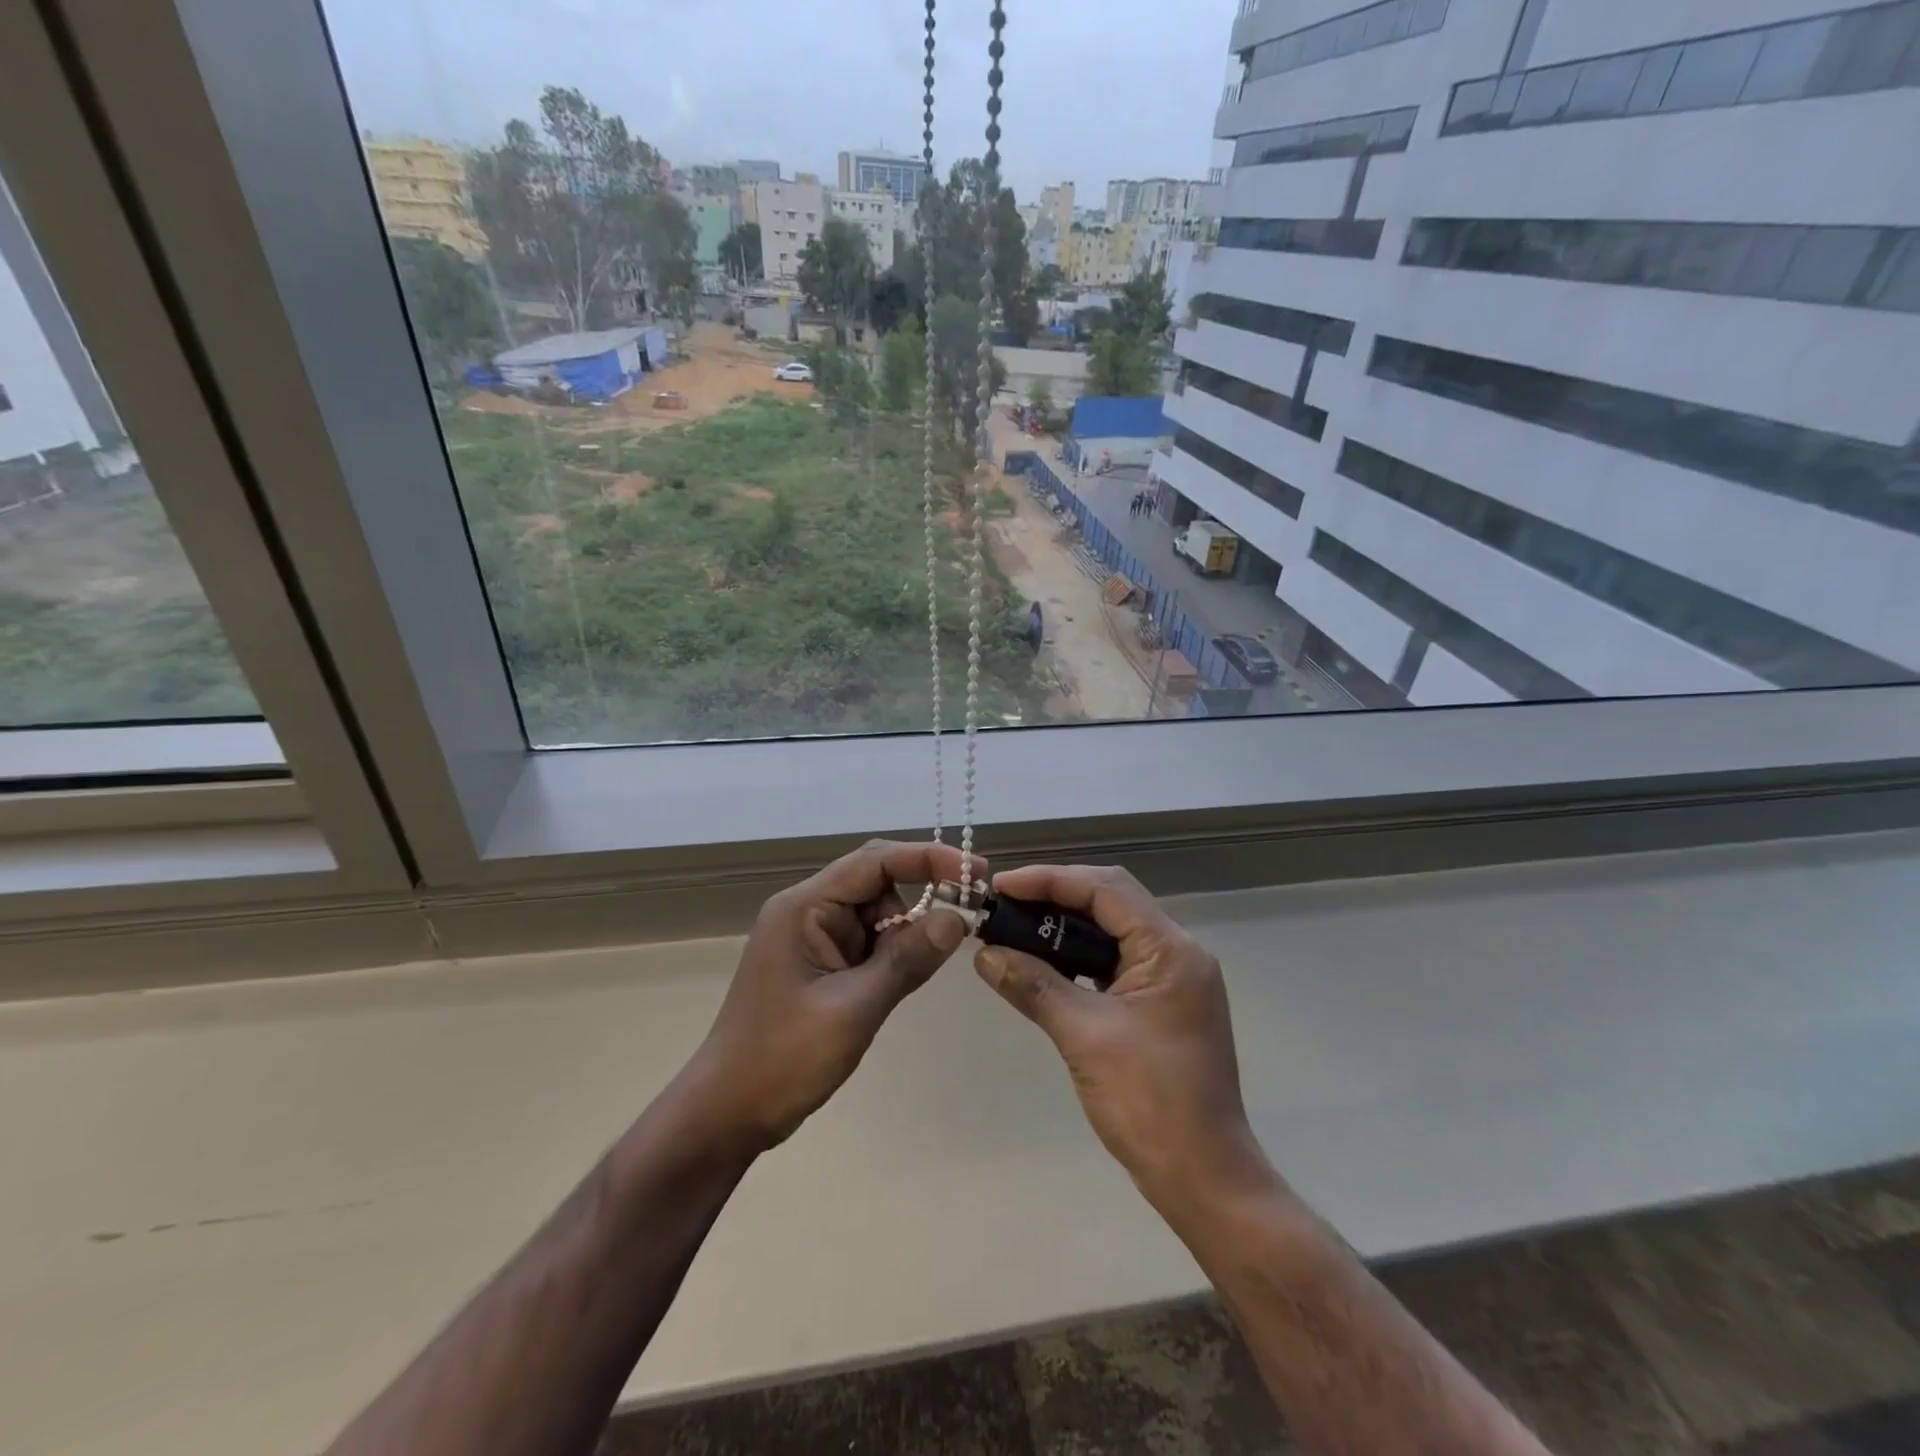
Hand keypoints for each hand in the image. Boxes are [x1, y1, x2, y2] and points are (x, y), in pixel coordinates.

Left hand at [691, 839, 980, 1151]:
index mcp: (804, 907)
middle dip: (922, 893)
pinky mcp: (820, 961)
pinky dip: (892, 953)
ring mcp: (813, 936)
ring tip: (910, 976)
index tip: (976, 873)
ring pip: (877, 912)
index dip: (929, 858)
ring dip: (906, 933)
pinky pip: (868, 940)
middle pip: (877, 880)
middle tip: (969, 912)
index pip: (875, 861)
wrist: (727, 1113)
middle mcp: (808, 910)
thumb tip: (958, 918)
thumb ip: (906, 960)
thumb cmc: (782, 1060)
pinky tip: (898, 981)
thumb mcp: (852, 1010)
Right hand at [974, 865, 1268, 1213]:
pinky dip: (1079, 958)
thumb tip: (984, 954)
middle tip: (1004, 904)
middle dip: (1055, 897)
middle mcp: (1178, 953)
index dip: (1050, 879)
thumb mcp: (1084, 1037)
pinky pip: (1116, 963)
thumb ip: (1033, 986)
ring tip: (1016, 928)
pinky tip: (1045, 966)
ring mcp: (1173, 980)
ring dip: (1065, 928)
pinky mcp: (1162, 1005)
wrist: (1205, 1179)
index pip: (1105, 889)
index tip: (1001, 886)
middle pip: (1111, 902)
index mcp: (1170, 949)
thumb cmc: (1150, 1103)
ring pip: (1112, 931)